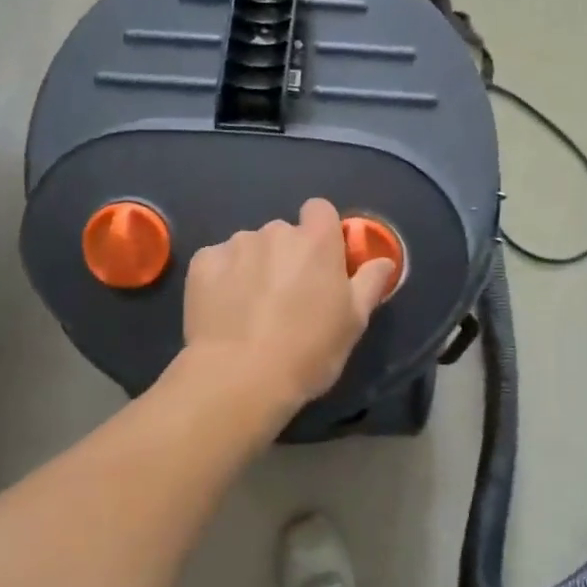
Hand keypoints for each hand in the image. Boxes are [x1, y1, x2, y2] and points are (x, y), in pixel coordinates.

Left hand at [183, 199, 396, 409]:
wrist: (240, 376)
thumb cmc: (308, 351)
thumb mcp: (353, 323)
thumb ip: (370, 283)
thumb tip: (383, 261)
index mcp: (316, 241)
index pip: (320, 210)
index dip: (320, 232)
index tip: (320, 262)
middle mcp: (275, 232)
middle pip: (283, 233)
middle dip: (285, 256)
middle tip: (286, 298)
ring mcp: (235, 245)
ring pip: (249, 247)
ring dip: (253, 267)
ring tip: (250, 309)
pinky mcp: (202, 263)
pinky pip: (217, 262)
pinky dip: (222, 278)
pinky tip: (224, 309)